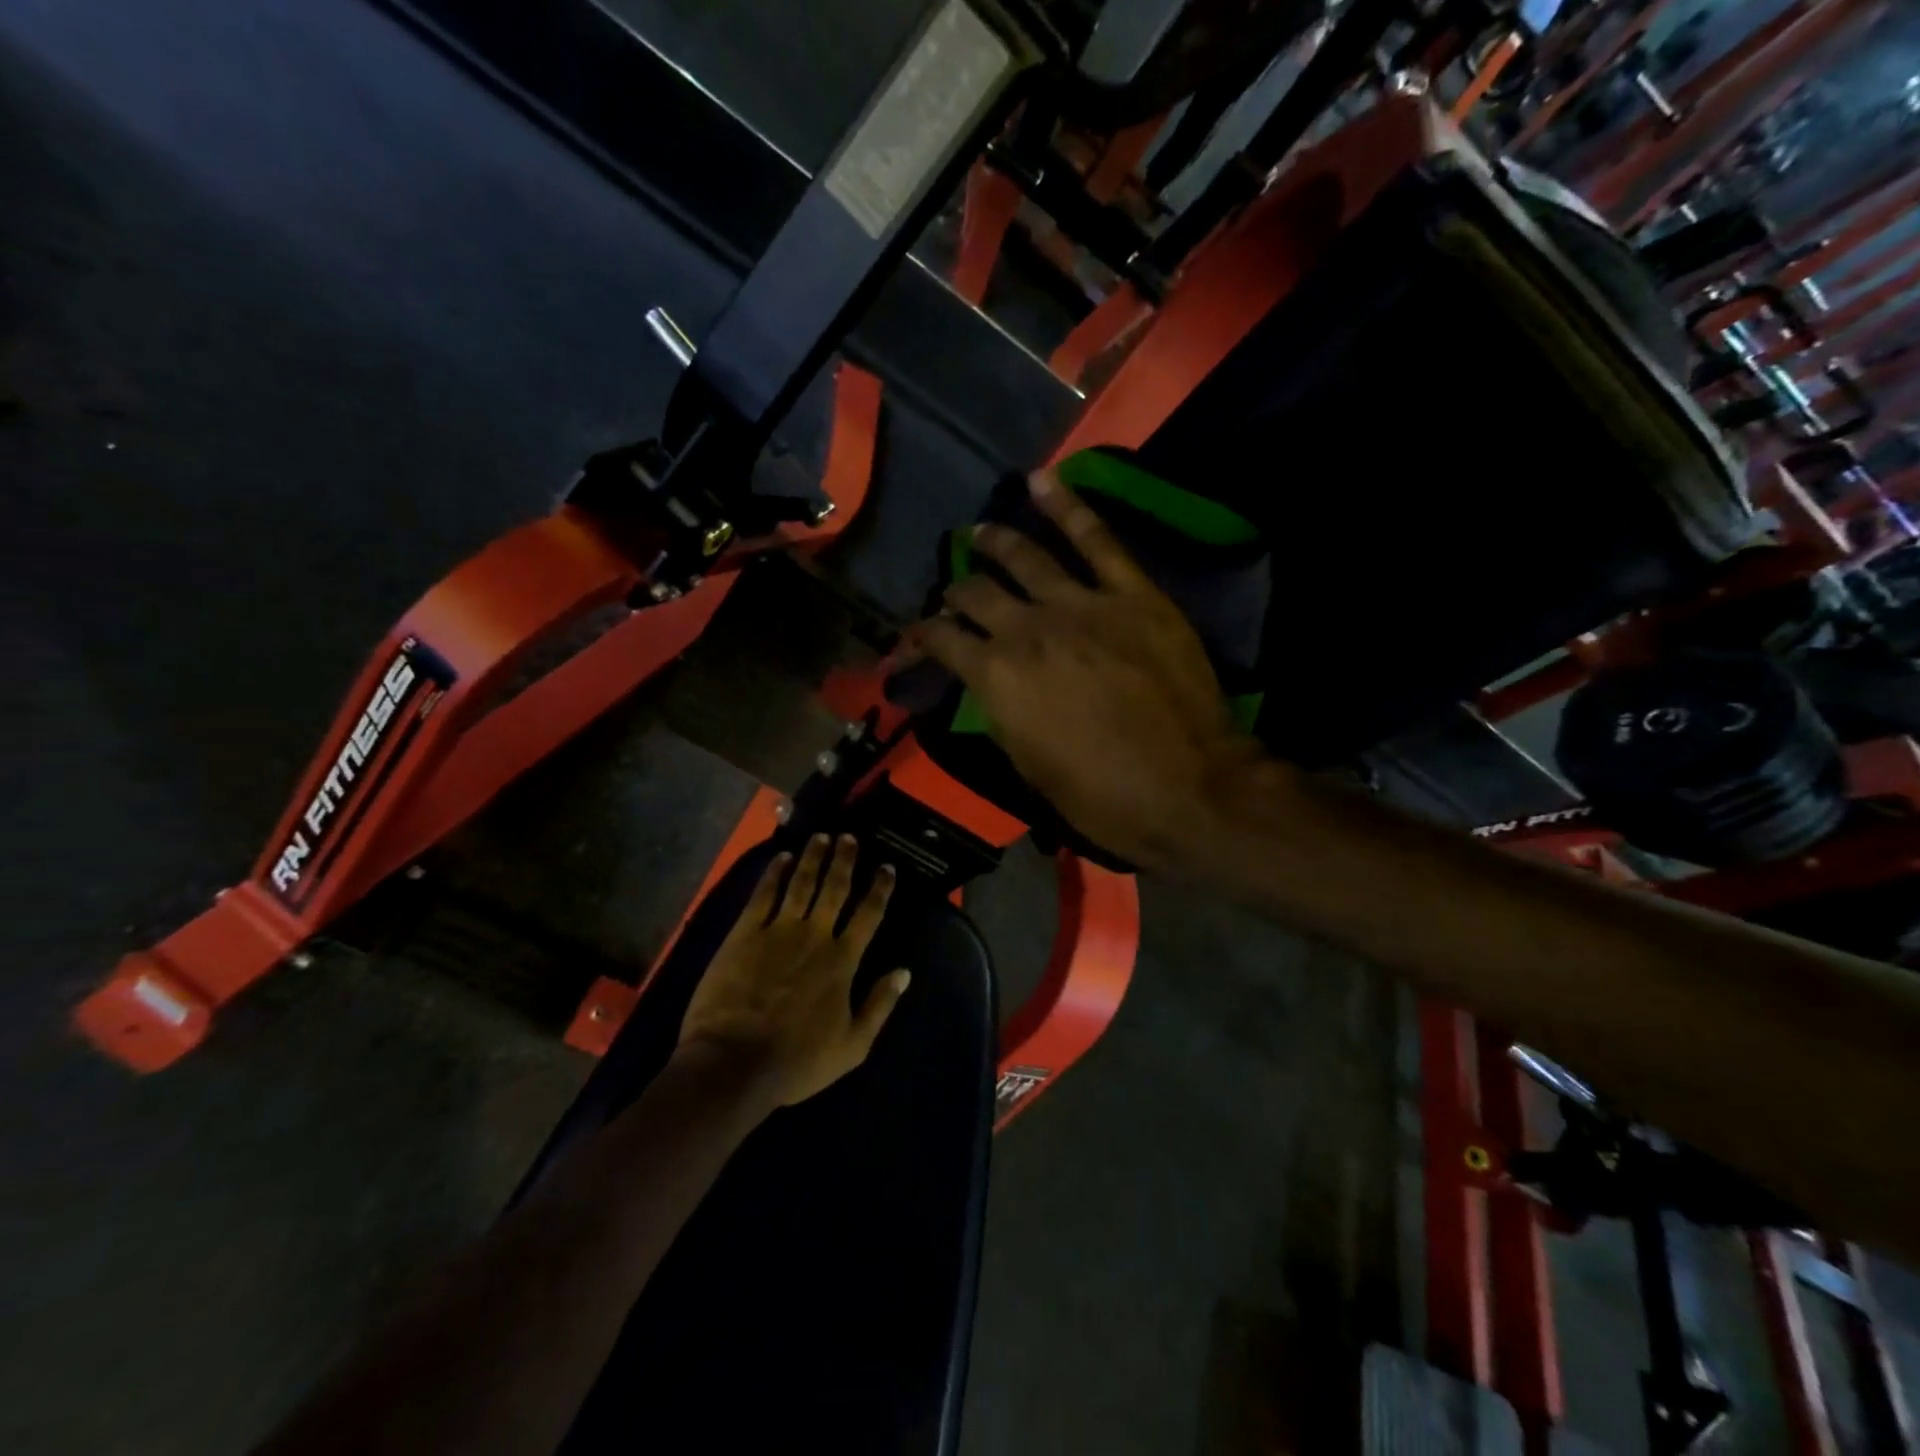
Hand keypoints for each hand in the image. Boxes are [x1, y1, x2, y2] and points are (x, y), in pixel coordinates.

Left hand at [676, 834, 910, 1110]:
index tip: (886, 867)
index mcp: (843, 960)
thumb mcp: (853, 1045)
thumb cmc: (796, 1060)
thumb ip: (880, 1005)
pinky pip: (764, 894)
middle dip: (844, 860)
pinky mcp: (745, 933)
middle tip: (849, 837)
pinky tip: (781, 858)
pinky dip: (774, 873)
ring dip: (813, 858)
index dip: (879, 888)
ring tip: (821, 837)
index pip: (869, 914)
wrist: (733, 1062)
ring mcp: (778, 930)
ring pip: (801, 883)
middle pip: (834, 888)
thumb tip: (904, 972)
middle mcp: (815, 935)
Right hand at [910, 470, 1259, 871]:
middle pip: (977, 593)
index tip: (919, 638)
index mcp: (997, 678)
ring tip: (981, 533)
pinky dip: (1068, 505)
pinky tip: (1042, 480)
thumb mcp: (1029, 767)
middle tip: (956, 592)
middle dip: (957, 592)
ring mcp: (1082, 604)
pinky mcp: (1132, 594)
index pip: (942, 641)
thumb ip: (1001, 714)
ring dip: (997, 542)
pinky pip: (1096, 539)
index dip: (923, 637)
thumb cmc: (1102, 797)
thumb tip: (987, 685)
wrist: (1189, 789)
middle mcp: (1028, 629)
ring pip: (1026, 557)